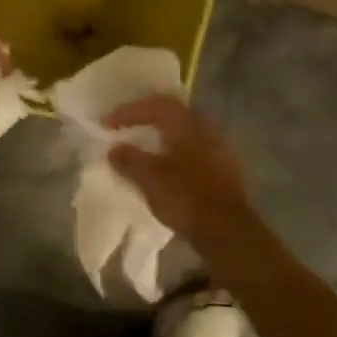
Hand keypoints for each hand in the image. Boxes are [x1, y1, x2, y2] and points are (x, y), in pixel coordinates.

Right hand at [105, 96, 250, 238]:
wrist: (229, 232)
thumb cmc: (186, 198)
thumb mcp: (149, 179)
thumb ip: (129, 160)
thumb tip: (114, 149)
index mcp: (186, 124)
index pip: (155, 104)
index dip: (128, 111)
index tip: (107, 123)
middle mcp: (205, 128)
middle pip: (172, 114)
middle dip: (146, 118)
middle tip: (125, 127)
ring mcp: (219, 148)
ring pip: (183, 133)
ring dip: (161, 137)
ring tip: (142, 148)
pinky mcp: (224, 169)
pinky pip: (192, 150)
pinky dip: (173, 153)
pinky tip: (164, 168)